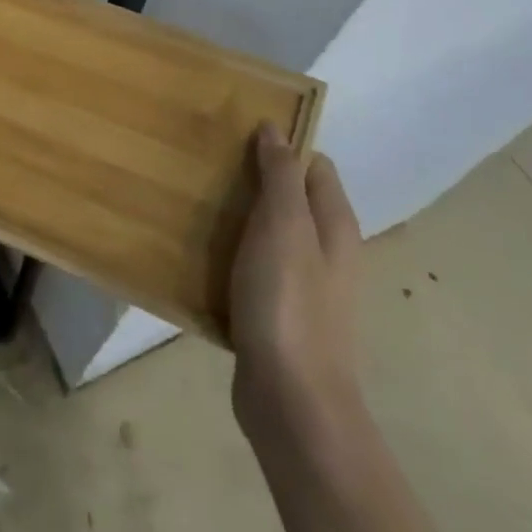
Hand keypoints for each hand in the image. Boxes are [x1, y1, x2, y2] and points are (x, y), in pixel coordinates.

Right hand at [229, 123, 363, 444]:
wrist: (291, 402)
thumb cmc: (289, 303)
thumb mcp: (284, 226)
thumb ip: (281, 175)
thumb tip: (275, 128)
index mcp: (334, 224)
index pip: (313, 164)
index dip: (281, 144)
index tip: (237, 132)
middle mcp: (325, 251)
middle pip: (290, 197)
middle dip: (253, 178)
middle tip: (208, 164)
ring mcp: (303, 286)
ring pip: (268, 234)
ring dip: (238, 217)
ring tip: (196, 201)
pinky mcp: (278, 314)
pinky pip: (252, 269)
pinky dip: (231, 255)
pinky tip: (200, 253)